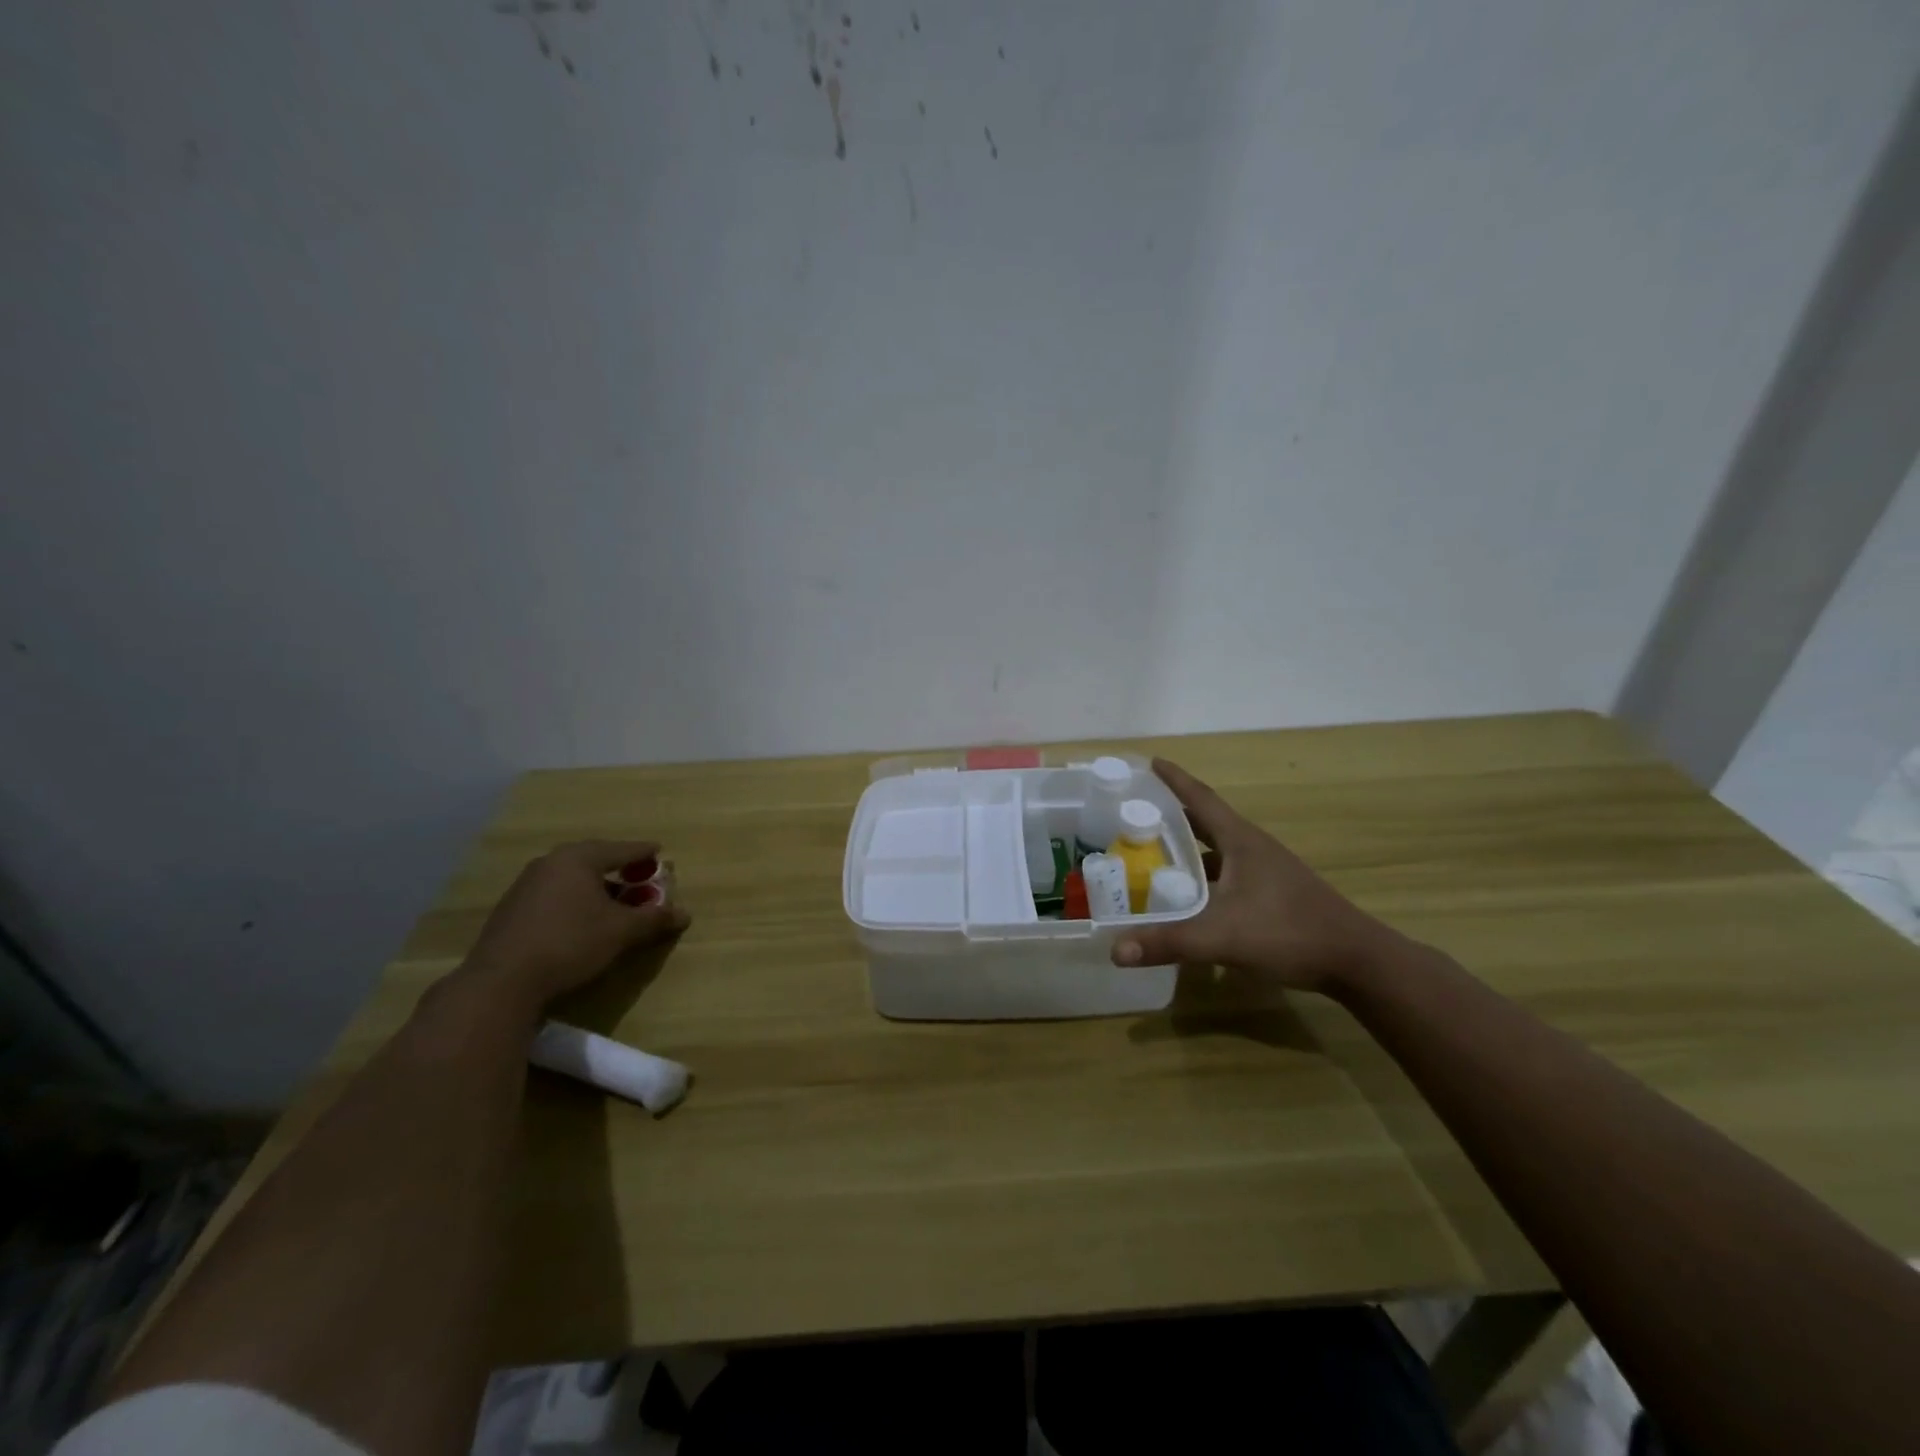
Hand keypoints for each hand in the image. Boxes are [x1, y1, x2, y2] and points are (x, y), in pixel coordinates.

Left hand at [463, 840, 690, 1012]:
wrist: (501, 982)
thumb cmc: (570, 943)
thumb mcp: (621, 932)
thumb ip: (654, 919)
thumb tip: (685, 914)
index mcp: (578, 859)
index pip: (621, 849)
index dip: (644, 853)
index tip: (660, 852)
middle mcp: (549, 863)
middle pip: (594, 860)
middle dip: (620, 870)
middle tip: (640, 878)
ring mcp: (525, 886)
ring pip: (572, 879)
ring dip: (597, 888)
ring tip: (615, 903)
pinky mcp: (512, 910)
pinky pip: (555, 895)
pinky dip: (575, 901)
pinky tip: (583, 921)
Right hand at [1110, 760, 1401, 993]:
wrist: (1357, 961)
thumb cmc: (1289, 932)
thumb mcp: (1223, 937)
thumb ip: (1169, 942)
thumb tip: (1116, 950)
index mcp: (1241, 841)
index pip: (1200, 798)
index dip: (1174, 779)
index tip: (1148, 762)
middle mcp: (1252, 848)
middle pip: (1205, 822)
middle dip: (1171, 815)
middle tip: (1134, 814)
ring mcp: (1265, 871)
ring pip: (1216, 851)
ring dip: (1187, 849)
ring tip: (1151, 854)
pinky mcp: (1272, 894)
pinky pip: (1226, 874)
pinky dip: (1203, 878)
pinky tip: (1187, 899)